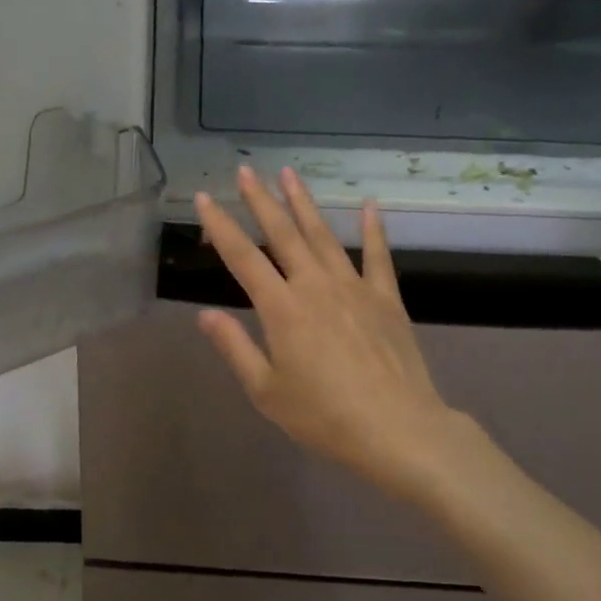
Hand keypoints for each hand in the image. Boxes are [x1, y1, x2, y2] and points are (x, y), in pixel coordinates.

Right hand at [193, 167, 497, 509]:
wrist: (398, 429)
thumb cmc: (324, 416)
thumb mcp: (267, 391)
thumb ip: (235, 347)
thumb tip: (205, 314)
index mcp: (281, 309)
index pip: (242, 257)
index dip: (220, 225)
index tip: (203, 198)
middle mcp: (315, 286)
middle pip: (283, 234)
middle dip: (260, 200)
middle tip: (245, 170)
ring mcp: (354, 288)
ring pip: (323, 236)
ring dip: (304, 203)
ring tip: (289, 174)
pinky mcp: (386, 299)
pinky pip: (378, 256)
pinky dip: (374, 229)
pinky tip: (369, 205)